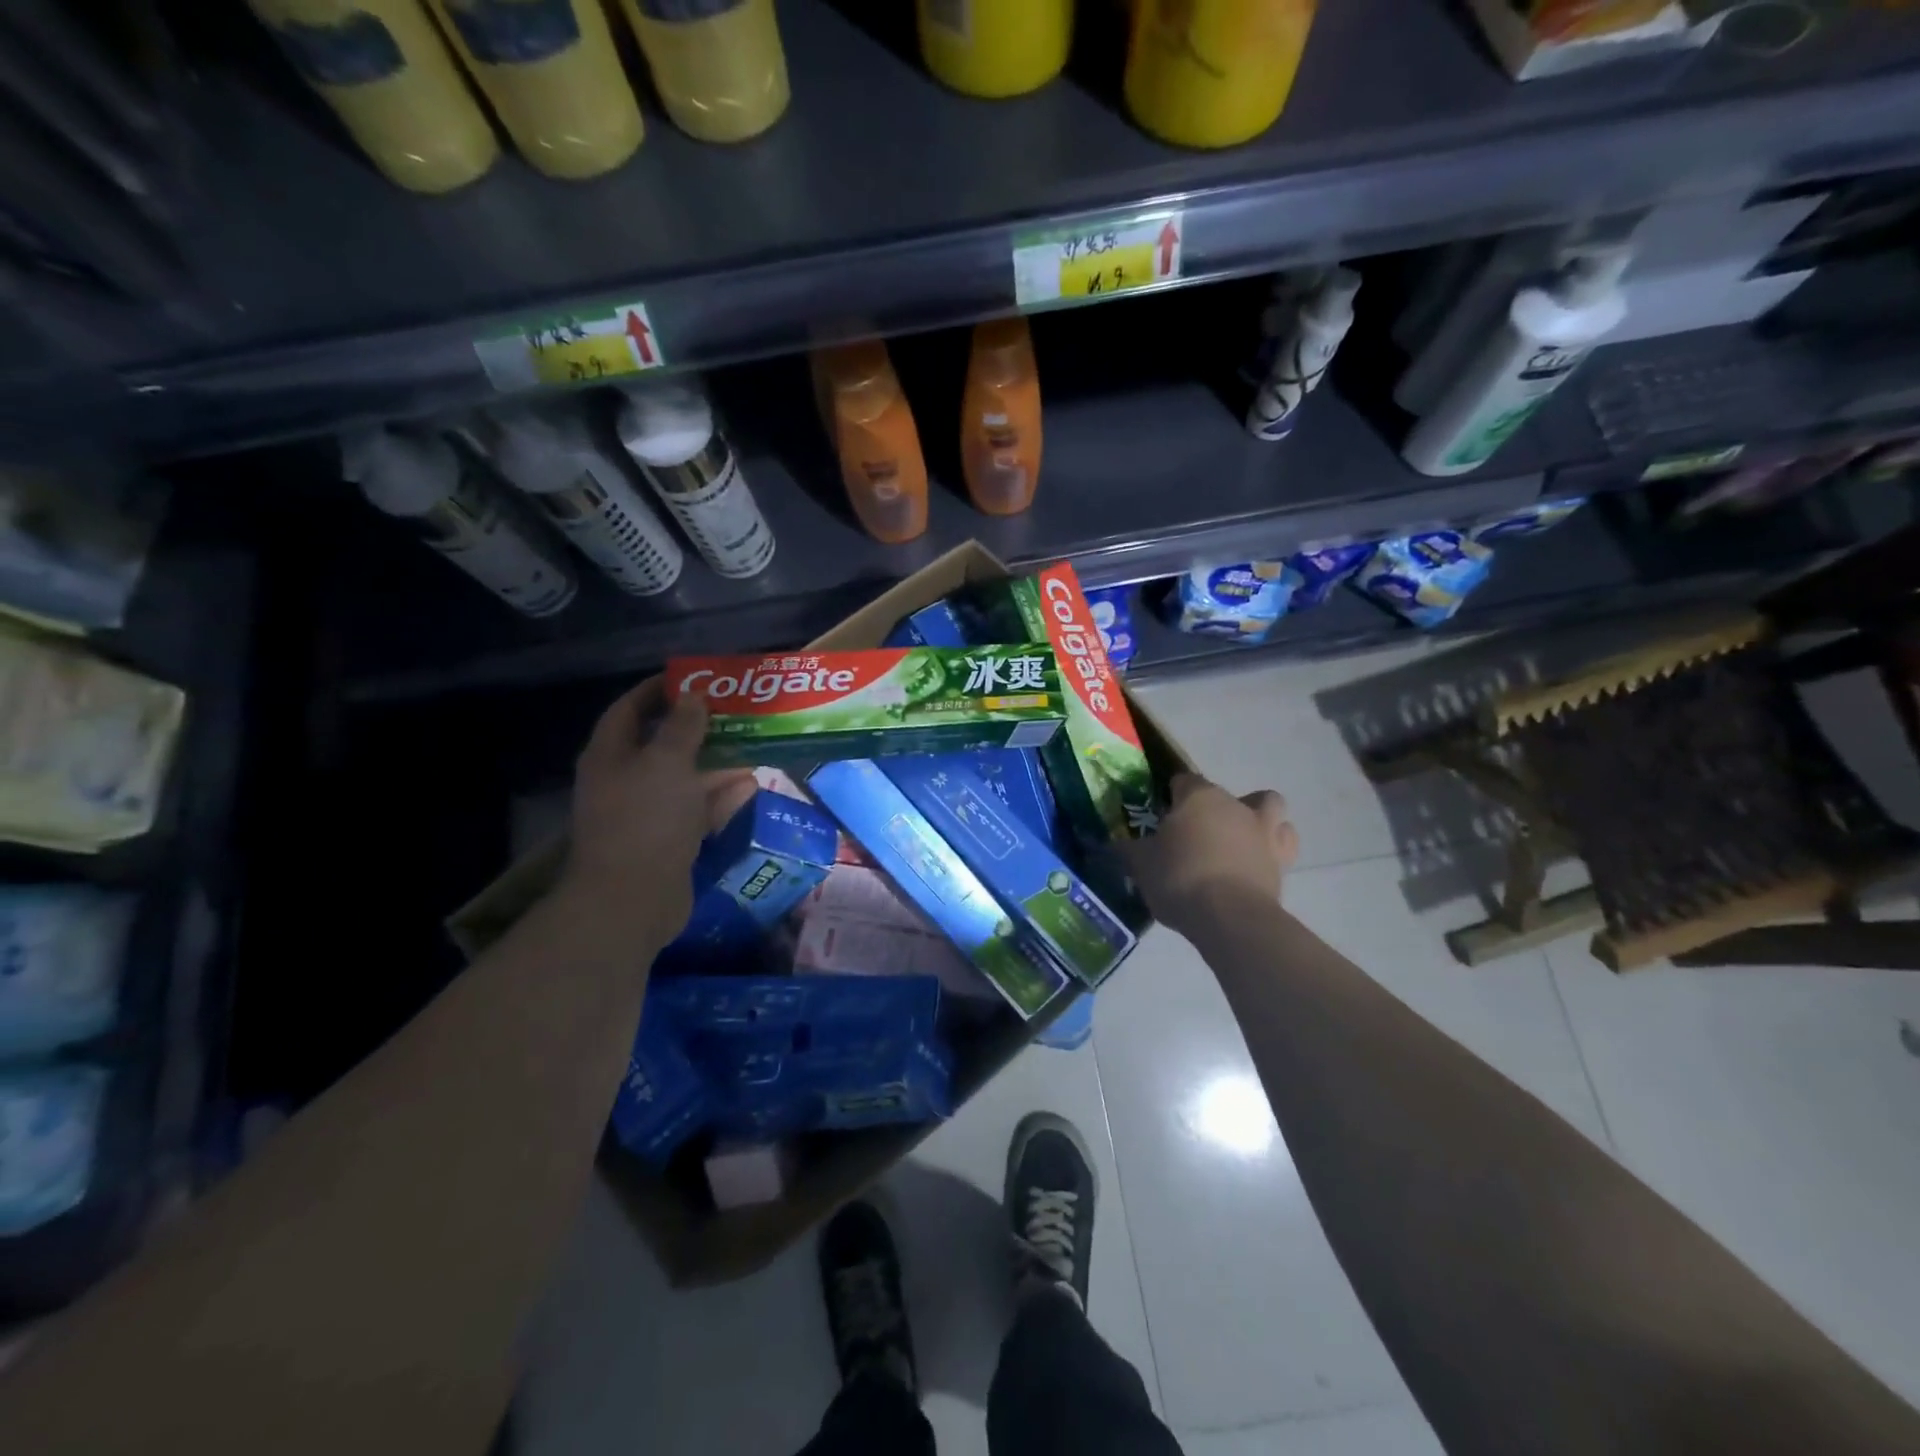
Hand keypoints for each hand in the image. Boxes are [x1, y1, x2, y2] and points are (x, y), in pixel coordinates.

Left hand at [560, 678, 755, 935]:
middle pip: (661, 744)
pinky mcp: (668, 842)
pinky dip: (720, 798)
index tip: (693, 678)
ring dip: (716, 765)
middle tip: (735, 713)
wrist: (633, 899)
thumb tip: (693, 697)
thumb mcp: (667, 762)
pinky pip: (697, 811)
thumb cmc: (646, 819)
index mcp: (611, 755)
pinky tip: (750, 787)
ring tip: (752, 746)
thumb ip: (682, 726)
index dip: (658, 690)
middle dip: (698, 729)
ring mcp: (647, 814)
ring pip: (684, 779)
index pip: (629, 709)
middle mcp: (625, 781)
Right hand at [1120, 773, 1298, 937]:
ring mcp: (1264, 832)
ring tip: (1238, 840)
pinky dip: (1272, 849)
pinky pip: (1282, 844)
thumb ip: (1129, 849)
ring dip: (1258, 817)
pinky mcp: (1283, 862)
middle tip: (1196, 833)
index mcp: (1199, 796)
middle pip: (1226, 794)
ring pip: (1270, 809)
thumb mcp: (1140, 864)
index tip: (1160, 817)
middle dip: (1213, 808)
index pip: (1182, 781)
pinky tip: (1255, 864)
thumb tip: (1115, 843)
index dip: (1171, 796)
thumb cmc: (1179, 878)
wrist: (1229, 917)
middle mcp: (1235, 805)